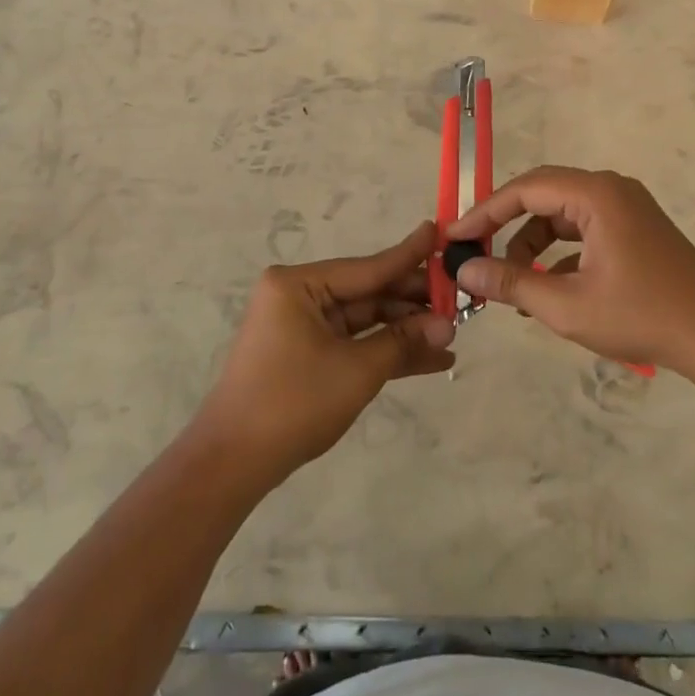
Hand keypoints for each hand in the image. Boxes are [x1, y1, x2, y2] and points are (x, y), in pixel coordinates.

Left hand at [193, 222, 455, 484]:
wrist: (233, 463)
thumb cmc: (293, 402)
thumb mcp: (357, 369)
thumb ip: (403, 340)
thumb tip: (448, 325)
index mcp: (299, 285)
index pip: (369, 267)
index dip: (410, 255)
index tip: (441, 233)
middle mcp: (299, 296)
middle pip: (369, 292)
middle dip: (414, 303)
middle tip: (460, 301)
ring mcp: (302, 326)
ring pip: (366, 320)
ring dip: (406, 330)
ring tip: (453, 335)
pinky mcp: (307, 353)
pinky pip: (354, 343)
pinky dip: (386, 350)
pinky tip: (430, 359)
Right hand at [445, 167, 694, 377]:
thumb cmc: (640, 315)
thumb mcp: (566, 305)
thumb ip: (510, 283)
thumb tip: (464, 270)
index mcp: (596, 195)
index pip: (525, 189)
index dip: (484, 212)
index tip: (454, 237)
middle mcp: (611, 190)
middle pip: (543, 197)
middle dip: (506, 227)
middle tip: (476, 256)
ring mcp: (627, 208)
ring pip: (563, 216)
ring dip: (533, 245)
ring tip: (513, 285)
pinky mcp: (636, 229)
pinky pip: (584, 230)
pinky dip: (560, 254)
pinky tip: (547, 289)